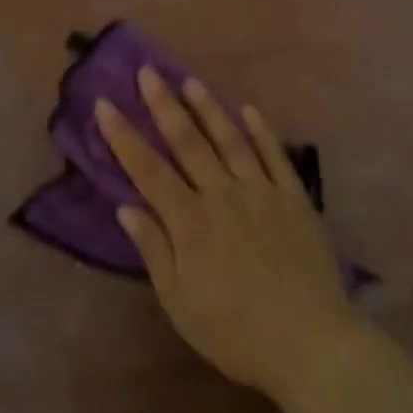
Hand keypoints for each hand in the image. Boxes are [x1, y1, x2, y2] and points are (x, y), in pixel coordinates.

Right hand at [96, 68, 360, 402]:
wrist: (308, 341)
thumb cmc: (234, 331)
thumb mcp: (179, 301)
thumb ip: (154, 250)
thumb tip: (127, 207)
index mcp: (190, 222)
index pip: (147, 170)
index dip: (123, 136)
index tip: (104, 104)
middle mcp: (223, 195)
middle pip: (188, 142)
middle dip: (164, 105)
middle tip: (148, 72)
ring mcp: (262, 192)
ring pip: (231, 139)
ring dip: (210, 108)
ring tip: (191, 81)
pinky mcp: (295, 198)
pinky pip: (275, 155)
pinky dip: (262, 131)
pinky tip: (250, 110)